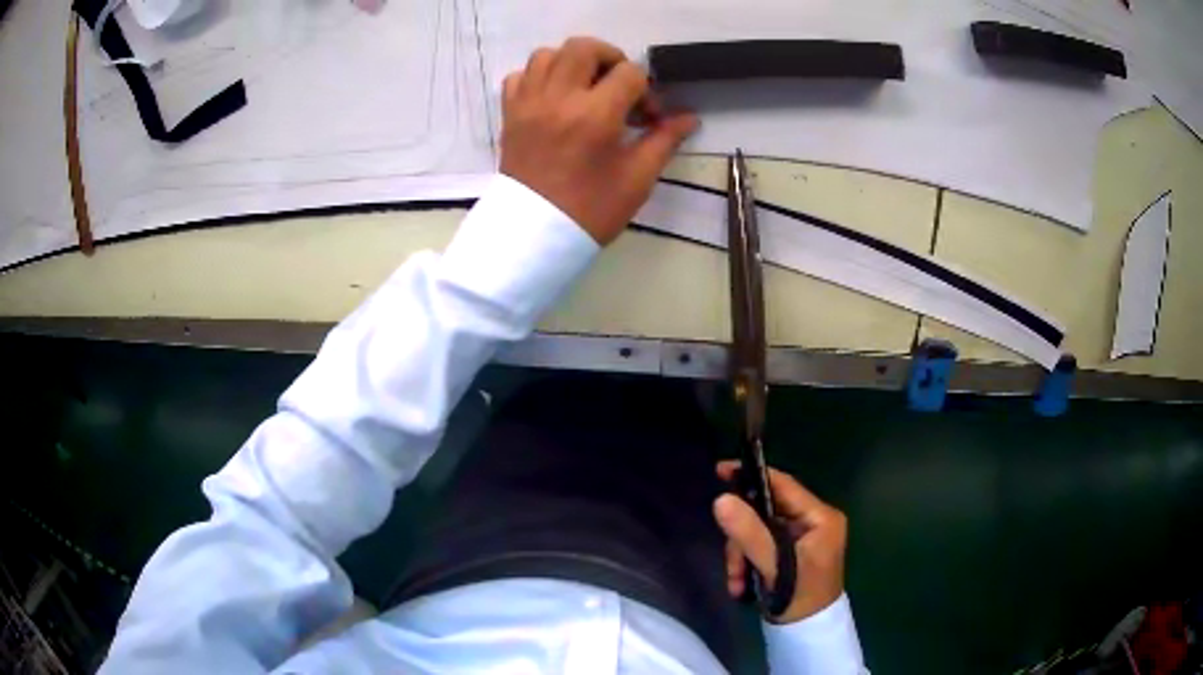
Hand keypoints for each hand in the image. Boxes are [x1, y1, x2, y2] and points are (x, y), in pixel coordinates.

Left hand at [499, 37, 698, 244]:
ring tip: (585, 89)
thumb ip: (664, 140)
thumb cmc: (591, 210)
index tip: (647, 116)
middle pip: (583, 47)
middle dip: (609, 59)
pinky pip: (520, 76)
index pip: (629, 73)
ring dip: (572, 64)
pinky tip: (553, 98)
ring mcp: (529, 104)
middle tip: (618, 86)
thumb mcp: (637, 178)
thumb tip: (689, 118)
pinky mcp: (510, 114)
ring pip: (547, 55)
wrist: (536, 235)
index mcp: (595, 115)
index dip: (646, 90)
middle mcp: (559, 99)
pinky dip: (538, 78)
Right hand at [713, 461, 847, 623]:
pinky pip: (762, 546)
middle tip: (733, 565)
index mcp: (820, 517)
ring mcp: (802, 538)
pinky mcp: (791, 553)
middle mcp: (813, 522)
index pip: (783, 485)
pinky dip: (748, 563)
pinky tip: (742, 585)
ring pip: (759, 531)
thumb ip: (748, 533)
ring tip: (737, 582)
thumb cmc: (800, 598)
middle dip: (743, 539)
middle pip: (765, 512)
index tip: (720, 470)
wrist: (808, 634)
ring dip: (741, 556)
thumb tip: (720, 499)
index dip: (752, 476)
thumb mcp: (774, 566)